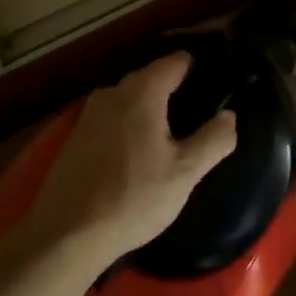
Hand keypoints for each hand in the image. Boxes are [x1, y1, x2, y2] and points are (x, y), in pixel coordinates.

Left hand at [17, 53, 237, 269]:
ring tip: (171, 139)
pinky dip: (129, 127)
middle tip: (198, 119)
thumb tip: (229, 116)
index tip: (217, 86)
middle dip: (176, 93)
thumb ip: (213, 140)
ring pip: (131, 100)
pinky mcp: (76, 136)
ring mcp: (90, 112)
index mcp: (142, 90)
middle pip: (153, 78)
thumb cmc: (132, 197)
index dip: (200, 69)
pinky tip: (137, 157)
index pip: (177, 61)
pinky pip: (113, 119)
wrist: (65, 235)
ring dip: (151, 113)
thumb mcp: (184, 174)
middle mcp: (113, 90)